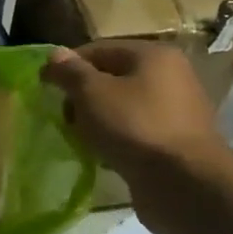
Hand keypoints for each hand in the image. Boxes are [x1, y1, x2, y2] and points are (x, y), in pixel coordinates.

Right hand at [41, 41, 232, 225]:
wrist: (185, 184)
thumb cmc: (135, 127)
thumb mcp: (92, 93)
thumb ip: (70, 72)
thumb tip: (54, 55)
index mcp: (153, 55)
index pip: (99, 50)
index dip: (69, 66)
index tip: (47, 88)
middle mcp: (170, 76)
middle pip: (112, 77)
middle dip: (83, 97)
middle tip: (67, 118)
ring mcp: (176, 110)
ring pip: (123, 106)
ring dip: (98, 120)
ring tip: (82, 139)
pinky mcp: (176, 141)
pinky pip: (136, 131)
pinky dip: (117, 139)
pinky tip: (104, 155)